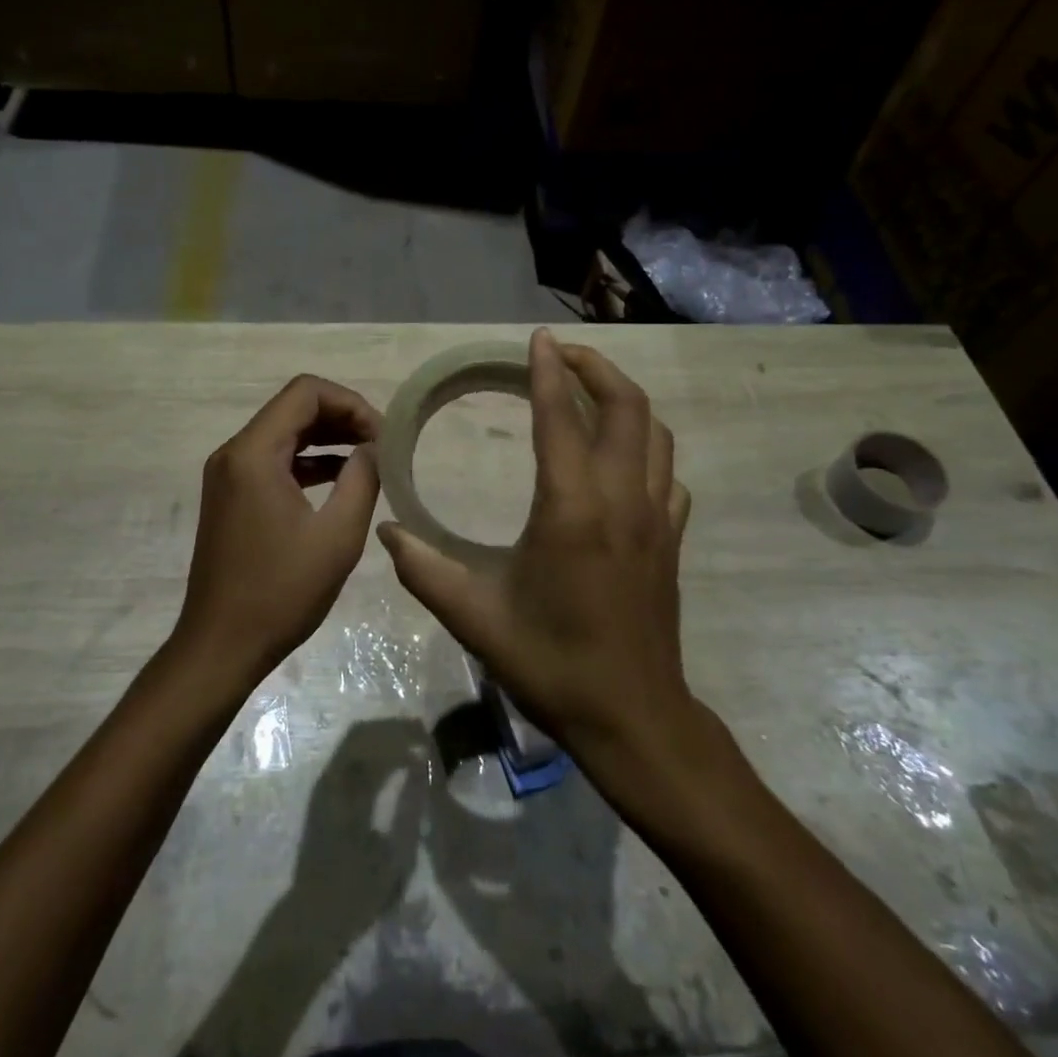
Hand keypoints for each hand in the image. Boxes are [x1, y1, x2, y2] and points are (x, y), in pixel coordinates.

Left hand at [175, 375, 382, 682]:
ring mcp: (228, 475)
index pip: (306, 392)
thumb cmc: (280, 592)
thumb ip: (363, 479)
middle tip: (381, 444)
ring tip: (370, 458)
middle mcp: (234, 453)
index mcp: (253, 453)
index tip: (382, 435)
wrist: (220, 647)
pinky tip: (341, 479)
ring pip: (284, 433)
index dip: (350, 403)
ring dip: (327, 438)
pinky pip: (273, 460)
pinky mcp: (231, 496)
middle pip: (293, 408)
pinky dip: (308, 461)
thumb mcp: (337, 536)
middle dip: (342, 418)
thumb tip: (375, 448)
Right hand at [379, 330, 692, 760]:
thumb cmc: (552, 662)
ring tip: (589, 393)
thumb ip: (423, 568)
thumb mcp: (474, 617)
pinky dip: (645, 448)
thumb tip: (385, 529)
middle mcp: (622, 500)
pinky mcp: (672, 539)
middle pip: (627, 407)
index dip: (547, 371)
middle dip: (597, 368)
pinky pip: (667, 473)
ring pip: (655, 434)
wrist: (633, 718)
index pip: (561, 417)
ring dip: (624, 401)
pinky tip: (619, 460)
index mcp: (572, 509)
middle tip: (562, 355)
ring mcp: (657, 518)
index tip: (538, 339)